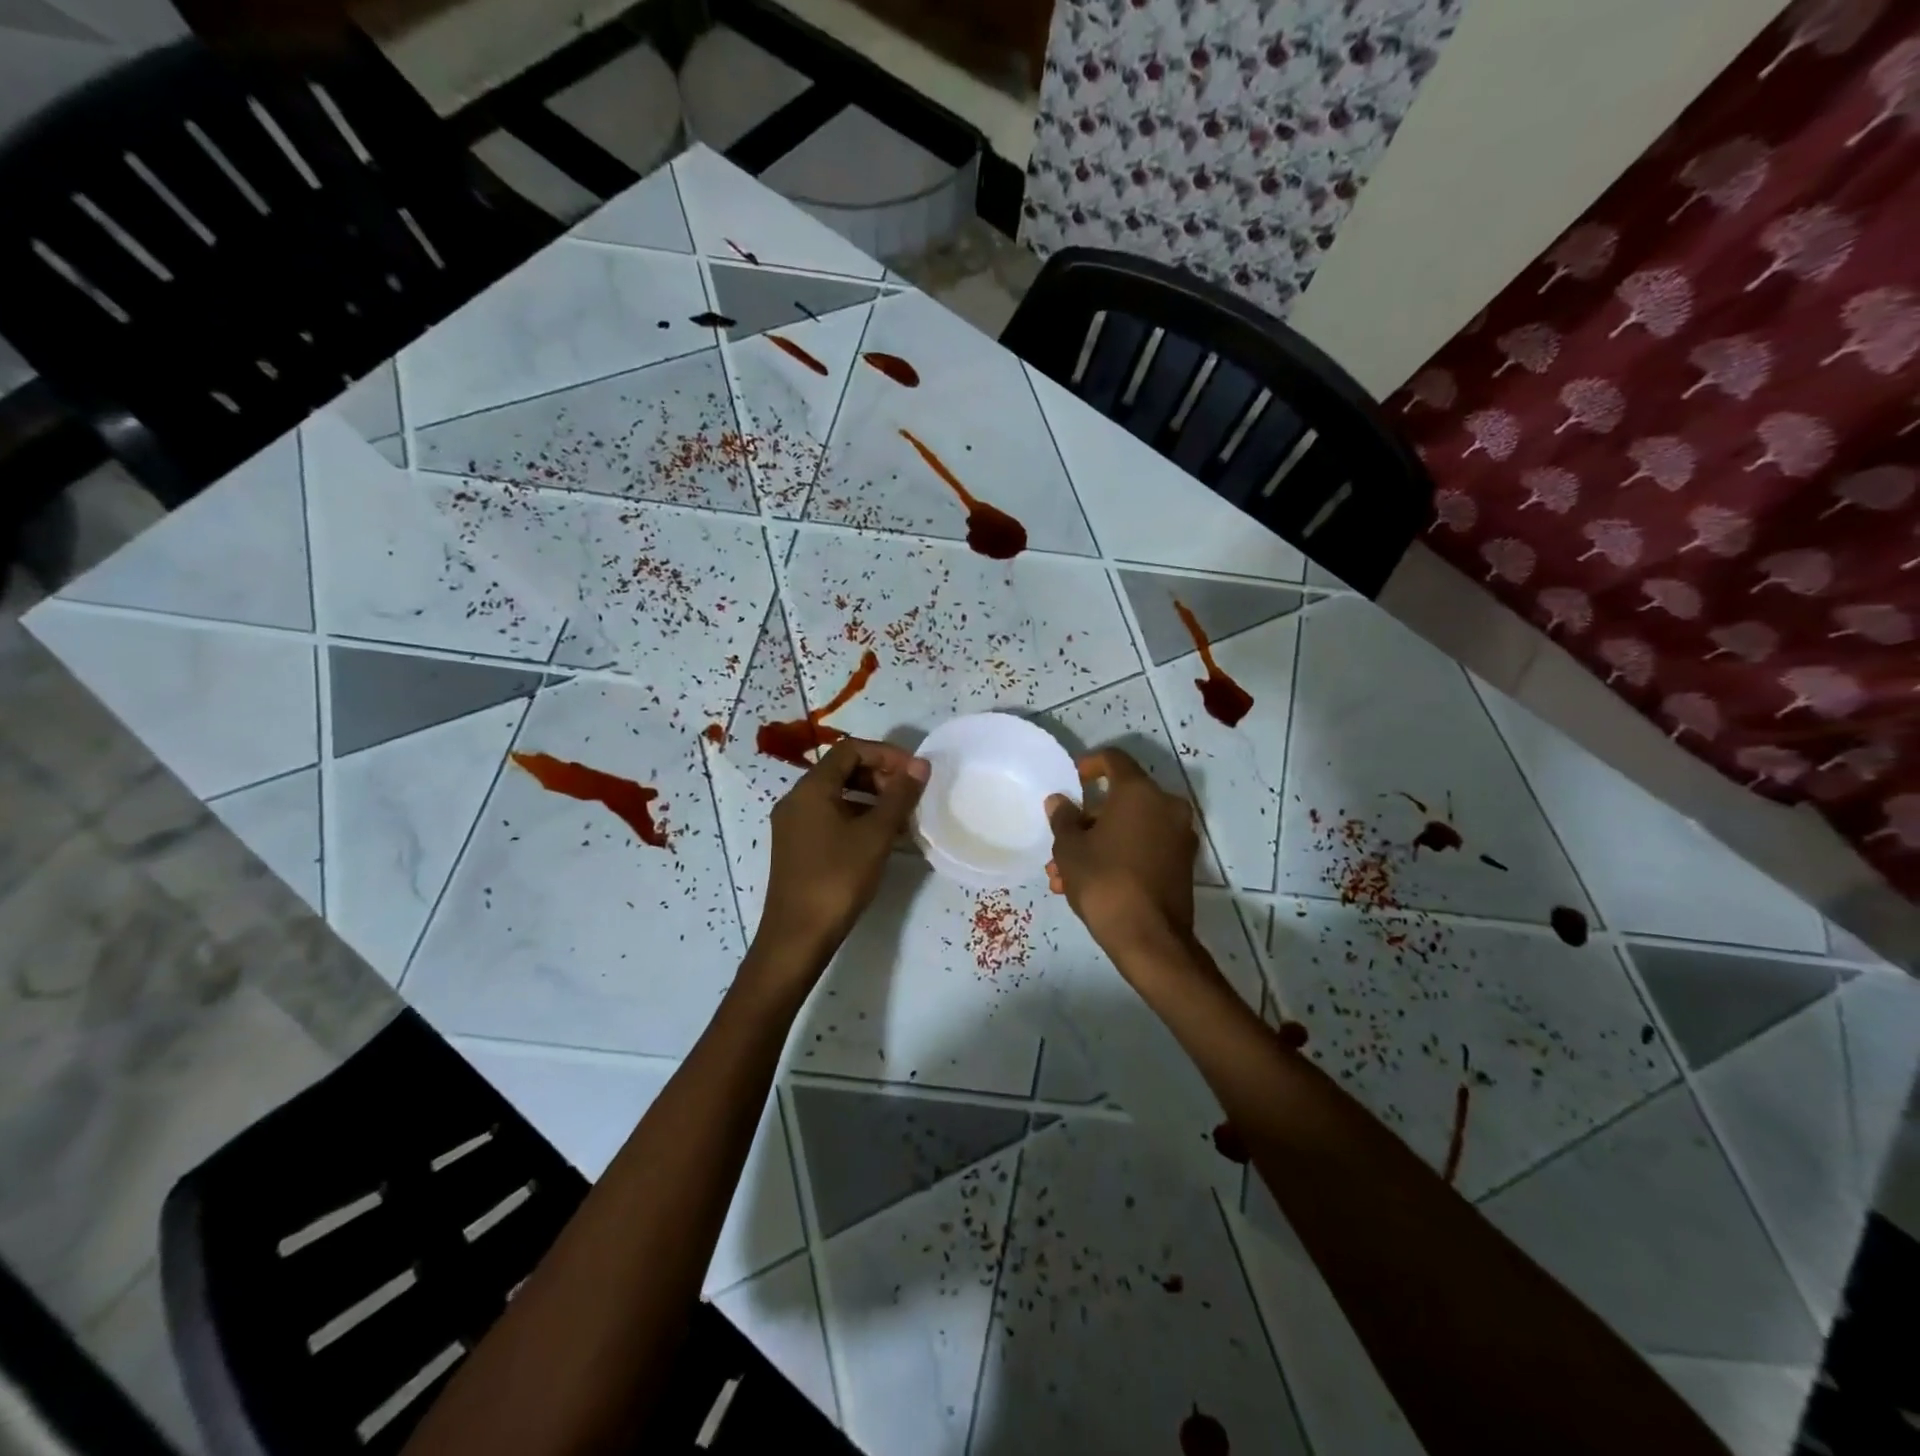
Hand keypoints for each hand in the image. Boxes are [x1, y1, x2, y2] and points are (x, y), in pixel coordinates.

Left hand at [756, 739, 928, 962]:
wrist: (798, 936)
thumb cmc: (838, 878)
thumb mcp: (876, 835)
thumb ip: (899, 796)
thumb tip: (920, 765)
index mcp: (811, 788)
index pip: (850, 750)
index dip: (886, 754)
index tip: (915, 772)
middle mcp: (796, 799)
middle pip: (841, 770)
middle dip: (879, 775)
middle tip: (909, 795)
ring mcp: (793, 824)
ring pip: (837, 795)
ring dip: (871, 798)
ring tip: (902, 817)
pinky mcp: (797, 846)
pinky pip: (829, 817)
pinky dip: (857, 817)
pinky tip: (881, 839)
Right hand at [1045, 749, 1197, 958]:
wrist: (1149, 938)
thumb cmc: (1104, 882)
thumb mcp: (1070, 848)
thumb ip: (1063, 818)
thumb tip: (1060, 801)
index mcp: (1139, 792)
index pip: (1114, 760)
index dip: (1090, 765)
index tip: (1072, 780)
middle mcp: (1166, 806)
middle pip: (1121, 800)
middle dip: (1086, 821)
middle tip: (1060, 843)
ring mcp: (1178, 836)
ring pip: (1129, 829)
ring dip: (1098, 844)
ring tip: (1063, 876)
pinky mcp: (1181, 864)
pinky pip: (1144, 847)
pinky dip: (1119, 856)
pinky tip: (1088, 885)